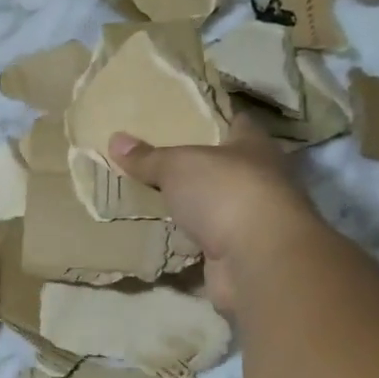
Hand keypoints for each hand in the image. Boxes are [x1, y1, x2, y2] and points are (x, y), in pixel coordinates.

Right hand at [109, 121, 320, 315]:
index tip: (188, 116)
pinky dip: (193, 239)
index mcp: (255, 147)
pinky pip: (210, 240)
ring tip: (157, 197)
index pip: (238, 123)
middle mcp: (263, 180)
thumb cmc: (225, 193)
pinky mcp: (242, 253)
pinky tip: (167, 235)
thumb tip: (115, 139)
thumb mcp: (178, 166)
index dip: (215, 118)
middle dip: (200, 165)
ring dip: (196, 205)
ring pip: (219, 205)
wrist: (257, 260)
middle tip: (160, 159)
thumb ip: (149, 157)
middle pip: (228, 166)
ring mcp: (254, 219)